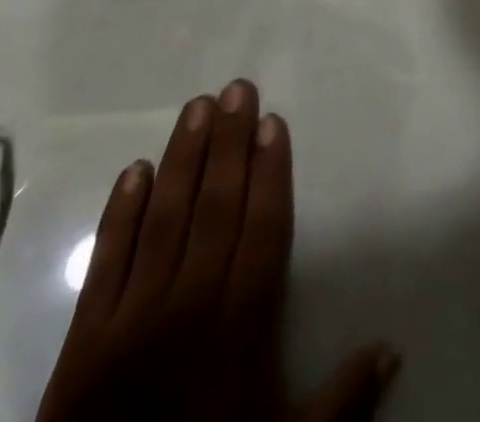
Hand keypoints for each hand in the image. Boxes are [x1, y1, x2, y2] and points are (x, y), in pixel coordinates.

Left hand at [35, 81, 398, 421]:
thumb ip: (342, 401)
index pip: (261, 228)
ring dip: (183, 158)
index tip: (273, 122)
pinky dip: (120, 212)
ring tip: (197, 107)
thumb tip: (393, 345)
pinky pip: (108, 260)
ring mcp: (133, 318)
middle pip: (215, 207)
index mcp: (239, 328)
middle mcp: (189, 306)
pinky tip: (134, 169)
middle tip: (238, 88)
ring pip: (164, 218)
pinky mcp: (85, 338)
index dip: (270, 172)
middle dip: (229, 144)